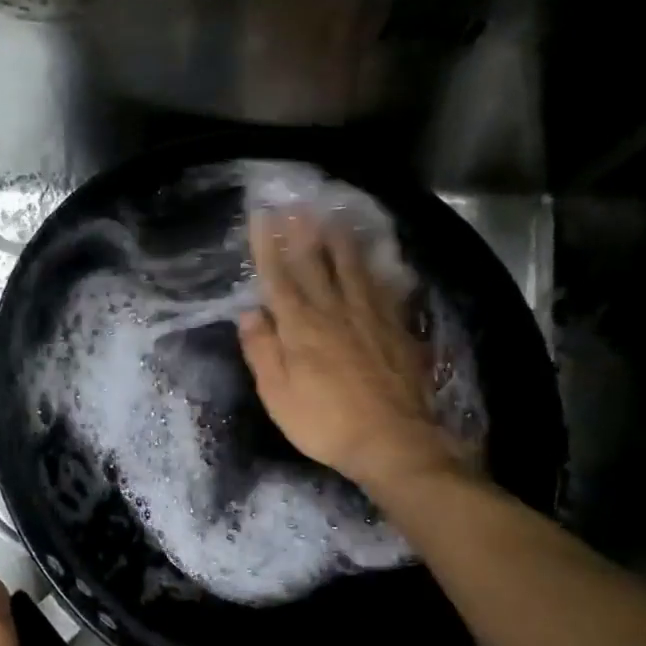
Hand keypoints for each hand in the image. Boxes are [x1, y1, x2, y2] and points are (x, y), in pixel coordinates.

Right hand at [238, 209, 472, 494]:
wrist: (392, 441)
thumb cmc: (324, 423)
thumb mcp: (277, 394)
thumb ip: (262, 350)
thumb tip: (249, 313)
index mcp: (301, 327)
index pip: (279, 278)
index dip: (269, 246)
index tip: (263, 217)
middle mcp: (335, 312)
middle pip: (317, 264)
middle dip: (303, 233)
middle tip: (297, 204)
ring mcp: (370, 318)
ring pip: (353, 269)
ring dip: (341, 241)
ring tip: (334, 217)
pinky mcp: (396, 329)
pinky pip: (384, 288)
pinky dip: (376, 269)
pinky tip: (376, 260)